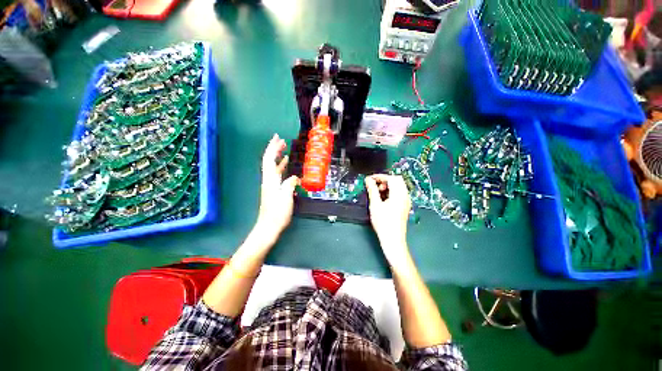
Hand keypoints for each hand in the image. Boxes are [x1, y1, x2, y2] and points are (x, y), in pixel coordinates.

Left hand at [254, 134, 298, 244]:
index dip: (273, 147)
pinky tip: (286, 167)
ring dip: (278, 157)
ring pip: (273, 167)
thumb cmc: (277, 212)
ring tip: (284, 149)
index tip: (278, 137)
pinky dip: (281, 167)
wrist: (269, 226)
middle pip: (269, 160)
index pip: (269, 159)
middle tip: (281, 140)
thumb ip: (290, 184)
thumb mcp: (286, 196)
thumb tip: (295, 177)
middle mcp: (268, 180)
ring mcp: (271, 185)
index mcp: (270, 179)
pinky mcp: (274, 190)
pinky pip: (277, 174)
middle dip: (274, 149)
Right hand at [365, 174, 411, 264]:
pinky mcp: (405, 206)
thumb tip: (368, 180)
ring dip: (389, 185)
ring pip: (399, 186)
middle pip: (397, 180)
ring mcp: (406, 201)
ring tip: (378, 192)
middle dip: (385, 180)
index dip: (380, 176)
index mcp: (399, 194)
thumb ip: (372, 190)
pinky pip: (400, 193)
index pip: (391, 178)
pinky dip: (392, 191)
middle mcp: (405, 196)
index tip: (370, 179)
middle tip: (375, 185)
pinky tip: (384, 198)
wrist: (393, 239)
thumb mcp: (375, 205)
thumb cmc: (383, 222)